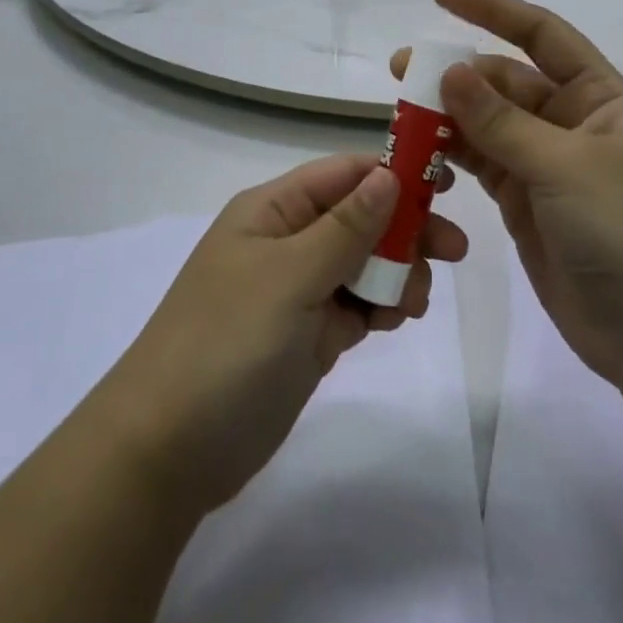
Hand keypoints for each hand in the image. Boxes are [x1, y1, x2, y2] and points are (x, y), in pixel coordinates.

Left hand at [90, 154, 467, 516]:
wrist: (168, 449)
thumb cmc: (228, 343)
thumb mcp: (290, 276)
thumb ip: (346, 227)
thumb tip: (389, 174)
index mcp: (272, 210)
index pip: (343, 174)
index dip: (393, 173)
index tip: (446, 186)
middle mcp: (285, 241)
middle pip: (359, 218)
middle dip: (404, 230)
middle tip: (453, 252)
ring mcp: (295, 290)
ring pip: (362, 263)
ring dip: (396, 273)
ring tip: (411, 304)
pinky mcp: (305, 335)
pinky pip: (354, 305)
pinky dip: (379, 307)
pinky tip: (394, 320)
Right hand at [397, 0, 622, 390]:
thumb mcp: (567, 167)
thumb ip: (502, 122)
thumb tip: (449, 72)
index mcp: (600, 98)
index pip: (541, 35)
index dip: (491, 9)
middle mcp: (573, 124)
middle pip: (505, 82)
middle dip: (456, 74)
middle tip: (401, 72)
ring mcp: (548, 168)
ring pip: (487, 125)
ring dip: (446, 116)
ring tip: (399, 112)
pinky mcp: (528, 207)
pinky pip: (482, 167)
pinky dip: (451, 157)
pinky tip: (419, 153)